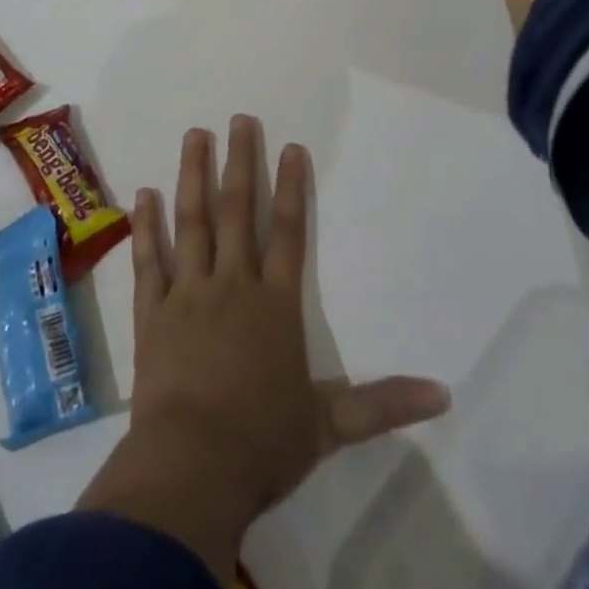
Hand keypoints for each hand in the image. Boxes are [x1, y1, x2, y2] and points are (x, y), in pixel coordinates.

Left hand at [77, 118, 449, 584]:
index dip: (292, 187)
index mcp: (275, 304)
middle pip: (238, 211)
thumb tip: (444, 395)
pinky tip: (144, 194)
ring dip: (193, 176)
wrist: (192, 467)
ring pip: (192, 221)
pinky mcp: (152, 312)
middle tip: (238, 120)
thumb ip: (384, 404)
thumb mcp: (331, 426)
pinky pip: (150, 259)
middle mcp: (233, 285)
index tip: (291, 147)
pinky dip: (147, 226)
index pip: (289, 232)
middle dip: (240, 162)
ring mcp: (188, 293)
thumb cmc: (263, 443)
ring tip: (195, 135)